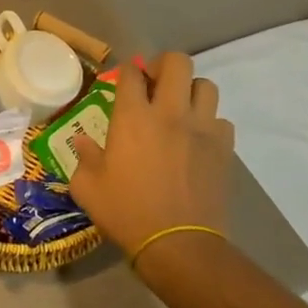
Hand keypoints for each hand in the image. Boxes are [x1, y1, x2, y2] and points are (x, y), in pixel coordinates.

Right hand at [69, 52, 234, 260]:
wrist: (178, 244)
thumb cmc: (126, 212)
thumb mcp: (88, 187)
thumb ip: (84, 157)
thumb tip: (83, 140)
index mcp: (132, 117)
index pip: (131, 72)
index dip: (127, 70)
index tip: (123, 79)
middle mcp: (169, 113)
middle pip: (177, 63)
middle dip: (164, 65)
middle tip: (154, 83)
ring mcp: (202, 129)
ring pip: (206, 86)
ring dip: (190, 91)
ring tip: (179, 108)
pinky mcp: (224, 149)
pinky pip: (221, 121)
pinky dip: (210, 123)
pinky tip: (197, 139)